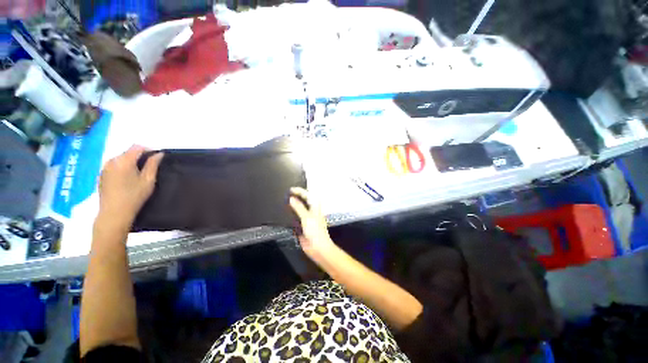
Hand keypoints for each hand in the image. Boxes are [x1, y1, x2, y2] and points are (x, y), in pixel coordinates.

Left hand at [97, 146, 162, 229]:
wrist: (114, 213)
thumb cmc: (134, 196)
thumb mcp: (148, 180)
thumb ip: (153, 165)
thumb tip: (159, 154)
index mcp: (124, 161)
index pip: (137, 147)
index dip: (149, 149)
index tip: (157, 157)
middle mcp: (112, 161)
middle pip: (128, 152)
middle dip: (139, 156)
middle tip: (149, 166)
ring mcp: (104, 168)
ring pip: (120, 158)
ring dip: (130, 161)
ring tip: (138, 172)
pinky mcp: (101, 175)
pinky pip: (114, 165)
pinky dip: (122, 167)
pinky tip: (127, 178)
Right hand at [289, 187, 336, 262]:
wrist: (318, 248)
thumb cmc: (315, 231)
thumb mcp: (307, 218)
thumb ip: (299, 207)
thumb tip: (291, 198)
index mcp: (315, 207)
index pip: (308, 195)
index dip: (300, 191)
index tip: (290, 189)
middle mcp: (311, 211)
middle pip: (305, 201)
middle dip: (297, 196)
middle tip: (286, 194)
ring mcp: (307, 218)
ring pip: (300, 208)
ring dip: (294, 205)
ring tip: (284, 201)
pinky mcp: (303, 226)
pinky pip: (296, 217)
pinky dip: (291, 214)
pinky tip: (285, 213)